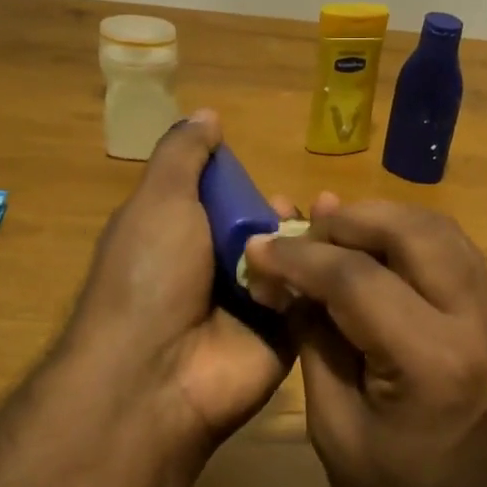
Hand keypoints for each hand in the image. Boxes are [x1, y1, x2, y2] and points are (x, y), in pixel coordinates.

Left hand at [66, 111, 292, 453]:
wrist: (157, 373)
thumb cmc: (150, 274)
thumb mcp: (159, 201)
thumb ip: (184, 156)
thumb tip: (207, 114)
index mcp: (184, 238)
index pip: (227, 202)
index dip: (247, 187)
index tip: (266, 181)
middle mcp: (218, 271)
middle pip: (267, 230)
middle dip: (283, 216)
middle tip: (291, 214)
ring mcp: (253, 307)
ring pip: (295, 261)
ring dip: (309, 244)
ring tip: (322, 234)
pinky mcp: (286, 336)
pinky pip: (313, 298)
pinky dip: (323, 280)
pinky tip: (336, 265)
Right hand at [243, 197, 486, 486]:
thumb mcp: (337, 433)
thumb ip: (316, 344)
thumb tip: (290, 281)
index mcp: (431, 363)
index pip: (358, 279)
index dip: (301, 256)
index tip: (260, 243)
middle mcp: (476, 324)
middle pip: (414, 232)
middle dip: (352, 219)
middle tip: (305, 226)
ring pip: (443, 232)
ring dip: (386, 221)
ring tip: (336, 229)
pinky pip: (456, 256)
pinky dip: (414, 240)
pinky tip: (379, 250)